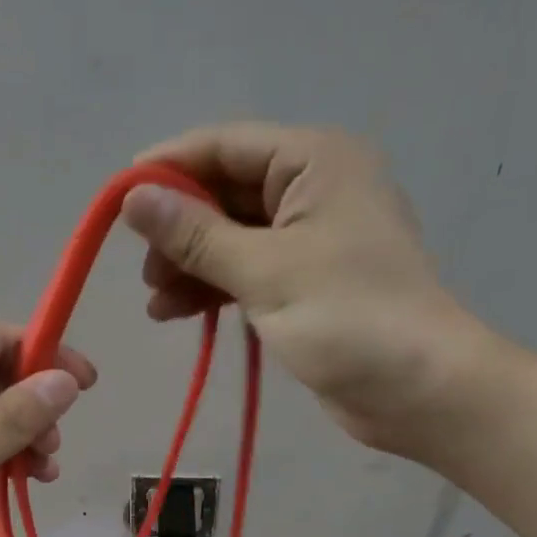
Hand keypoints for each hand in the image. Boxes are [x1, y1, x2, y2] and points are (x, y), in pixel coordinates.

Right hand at [122, 122, 503, 458]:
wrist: (419, 390)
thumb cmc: (348, 318)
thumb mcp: (264, 271)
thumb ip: (195, 235)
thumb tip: (132, 199)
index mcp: (314, 162)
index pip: (225, 146)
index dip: (168, 168)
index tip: (117, 199)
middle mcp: (313, 189)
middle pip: (226, 193)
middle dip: (179, 229)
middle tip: (144, 270)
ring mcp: (312, 238)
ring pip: (233, 237)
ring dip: (191, 265)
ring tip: (156, 303)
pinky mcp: (308, 282)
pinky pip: (248, 271)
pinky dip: (214, 288)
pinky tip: (177, 313)